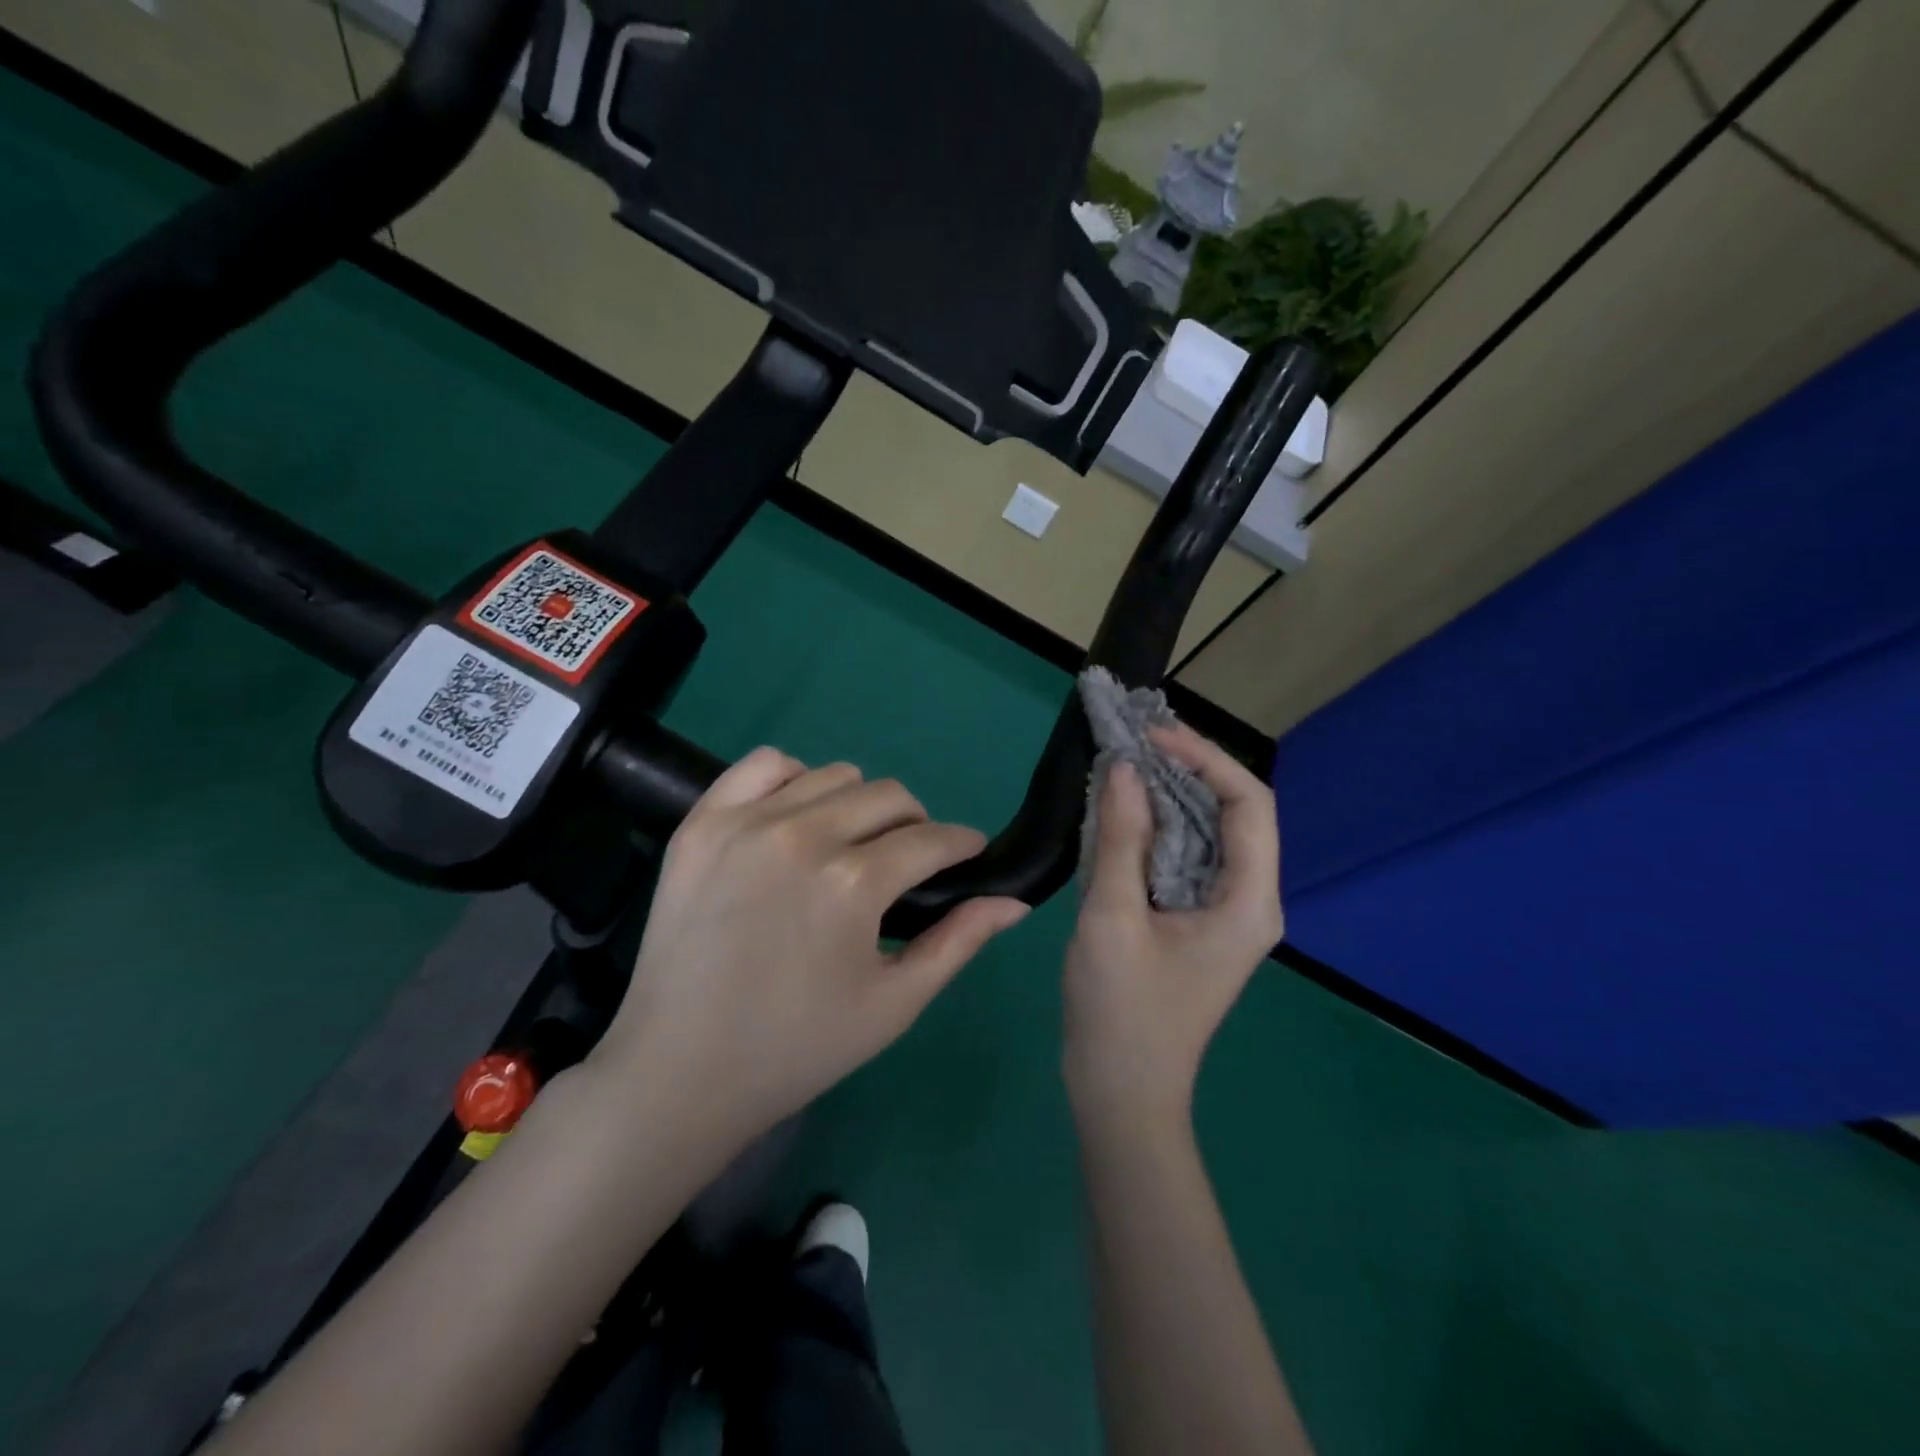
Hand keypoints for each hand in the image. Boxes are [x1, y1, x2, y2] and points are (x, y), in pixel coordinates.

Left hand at [594, 747, 1028, 1148]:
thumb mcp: (894, 1004)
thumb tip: (1015, 901)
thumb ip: (958, 942)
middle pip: (890, 796)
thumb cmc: (797, 1047)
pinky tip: (795, 817)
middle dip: (915, 826)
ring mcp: (746, 822)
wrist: (678, 1070)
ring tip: (848, 845)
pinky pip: (765, 764)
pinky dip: (794, 779)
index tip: (967, 854)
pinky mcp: (702, 822)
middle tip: (904, 864)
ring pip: (834, 775)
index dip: (962, 844)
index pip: (933, 839)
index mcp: (854, 883)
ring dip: (858, 804)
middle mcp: (803, 835)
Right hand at [1063, 725, 1282, 1130]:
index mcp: (1248, 901)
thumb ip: (1121, 838)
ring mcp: (1223, 912)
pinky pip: (1184, 856)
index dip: (1206, 759)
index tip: (1153, 737)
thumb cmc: (1121, 1011)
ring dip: (1169, 795)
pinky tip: (1122, 811)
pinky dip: (1156, 827)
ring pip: (1207, 833)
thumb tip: (1126, 768)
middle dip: (1187, 769)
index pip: (1249, 804)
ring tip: (1125, 764)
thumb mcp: (1113, 918)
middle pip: (1233, 813)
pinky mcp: (1195, 920)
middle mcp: (1249, 900)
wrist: (1120, 1093)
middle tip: (1133, 741)